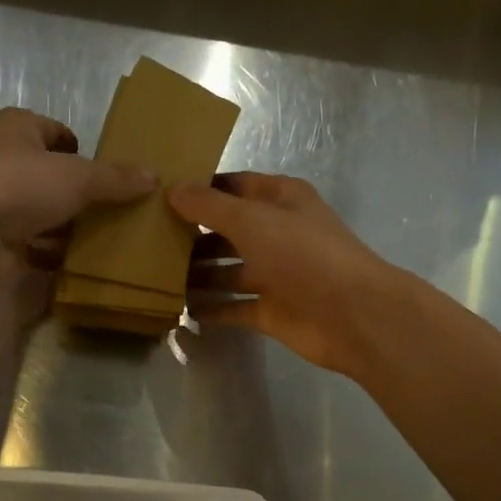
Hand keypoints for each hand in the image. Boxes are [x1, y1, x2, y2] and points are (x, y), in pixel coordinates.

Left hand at [0, 108, 154, 290]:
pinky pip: (33, 245)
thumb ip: (115, 178)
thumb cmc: (18, 185)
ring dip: (68, 226)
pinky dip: (54, 252)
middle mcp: (1, 161)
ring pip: (41, 212)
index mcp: (15, 129)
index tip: (106, 168)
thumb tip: (154, 176)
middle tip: (115, 207)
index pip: (53, 131)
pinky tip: (81, 262)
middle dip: (79, 192)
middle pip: (49, 175)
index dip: (78, 146)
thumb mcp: (77, 176)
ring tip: (107, 237)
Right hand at [168, 172, 405, 375]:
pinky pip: (234, 307)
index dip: (201, 189)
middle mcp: (277, 234)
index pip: (234, 186)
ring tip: (155, 276)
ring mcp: (275, 274)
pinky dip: (212, 309)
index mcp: (281, 200)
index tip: (160, 194)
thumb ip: (210, 206)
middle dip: (193, 235)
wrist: (352, 314)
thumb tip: (173, 189)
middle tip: (147, 240)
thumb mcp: (252, 219)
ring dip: (197, 274)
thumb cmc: (302, 254)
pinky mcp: (272, 311)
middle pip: (228, 231)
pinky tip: (179, 310)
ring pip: (228, 271)